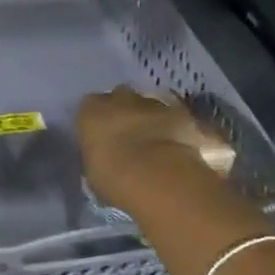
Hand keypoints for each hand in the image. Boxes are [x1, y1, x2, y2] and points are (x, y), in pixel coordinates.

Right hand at [77, 87, 218, 213]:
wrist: (160, 177)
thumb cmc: (114, 177)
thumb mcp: (94, 172)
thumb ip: (98, 157)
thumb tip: (105, 161)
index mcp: (91, 109)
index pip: (90, 108)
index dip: (98, 123)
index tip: (103, 140)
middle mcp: (121, 97)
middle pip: (121, 99)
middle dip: (125, 114)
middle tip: (129, 140)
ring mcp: (154, 102)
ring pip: (150, 106)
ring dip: (151, 120)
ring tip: (156, 147)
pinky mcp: (183, 113)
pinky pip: (176, 119)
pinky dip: (176, 130)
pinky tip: (178, 149)